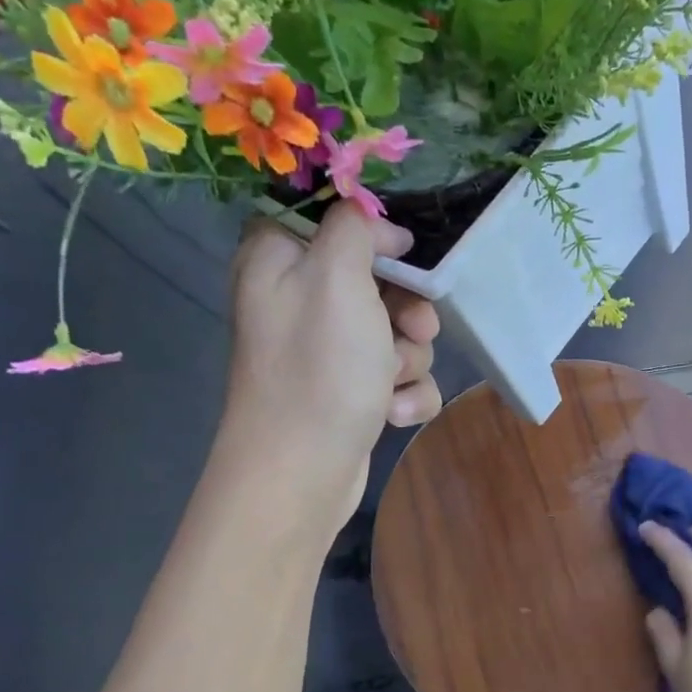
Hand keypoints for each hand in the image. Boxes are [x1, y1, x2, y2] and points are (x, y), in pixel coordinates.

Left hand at [219, 201, 442, 535]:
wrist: (302, 473)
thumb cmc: (318, 369)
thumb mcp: (336, 277)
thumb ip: (355, 228)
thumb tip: (379, 228)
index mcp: (280, 259)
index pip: (330, 218)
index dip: (373, 233)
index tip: (399, 253)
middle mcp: (300, 300)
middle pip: (378, 279)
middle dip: (407, 310)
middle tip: (411, 328)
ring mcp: (327, 351)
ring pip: (397, 332)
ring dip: (409, 358)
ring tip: (390, 383)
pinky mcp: (351, 391)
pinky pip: (398, 376)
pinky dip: (405, 394)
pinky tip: (392, 413)